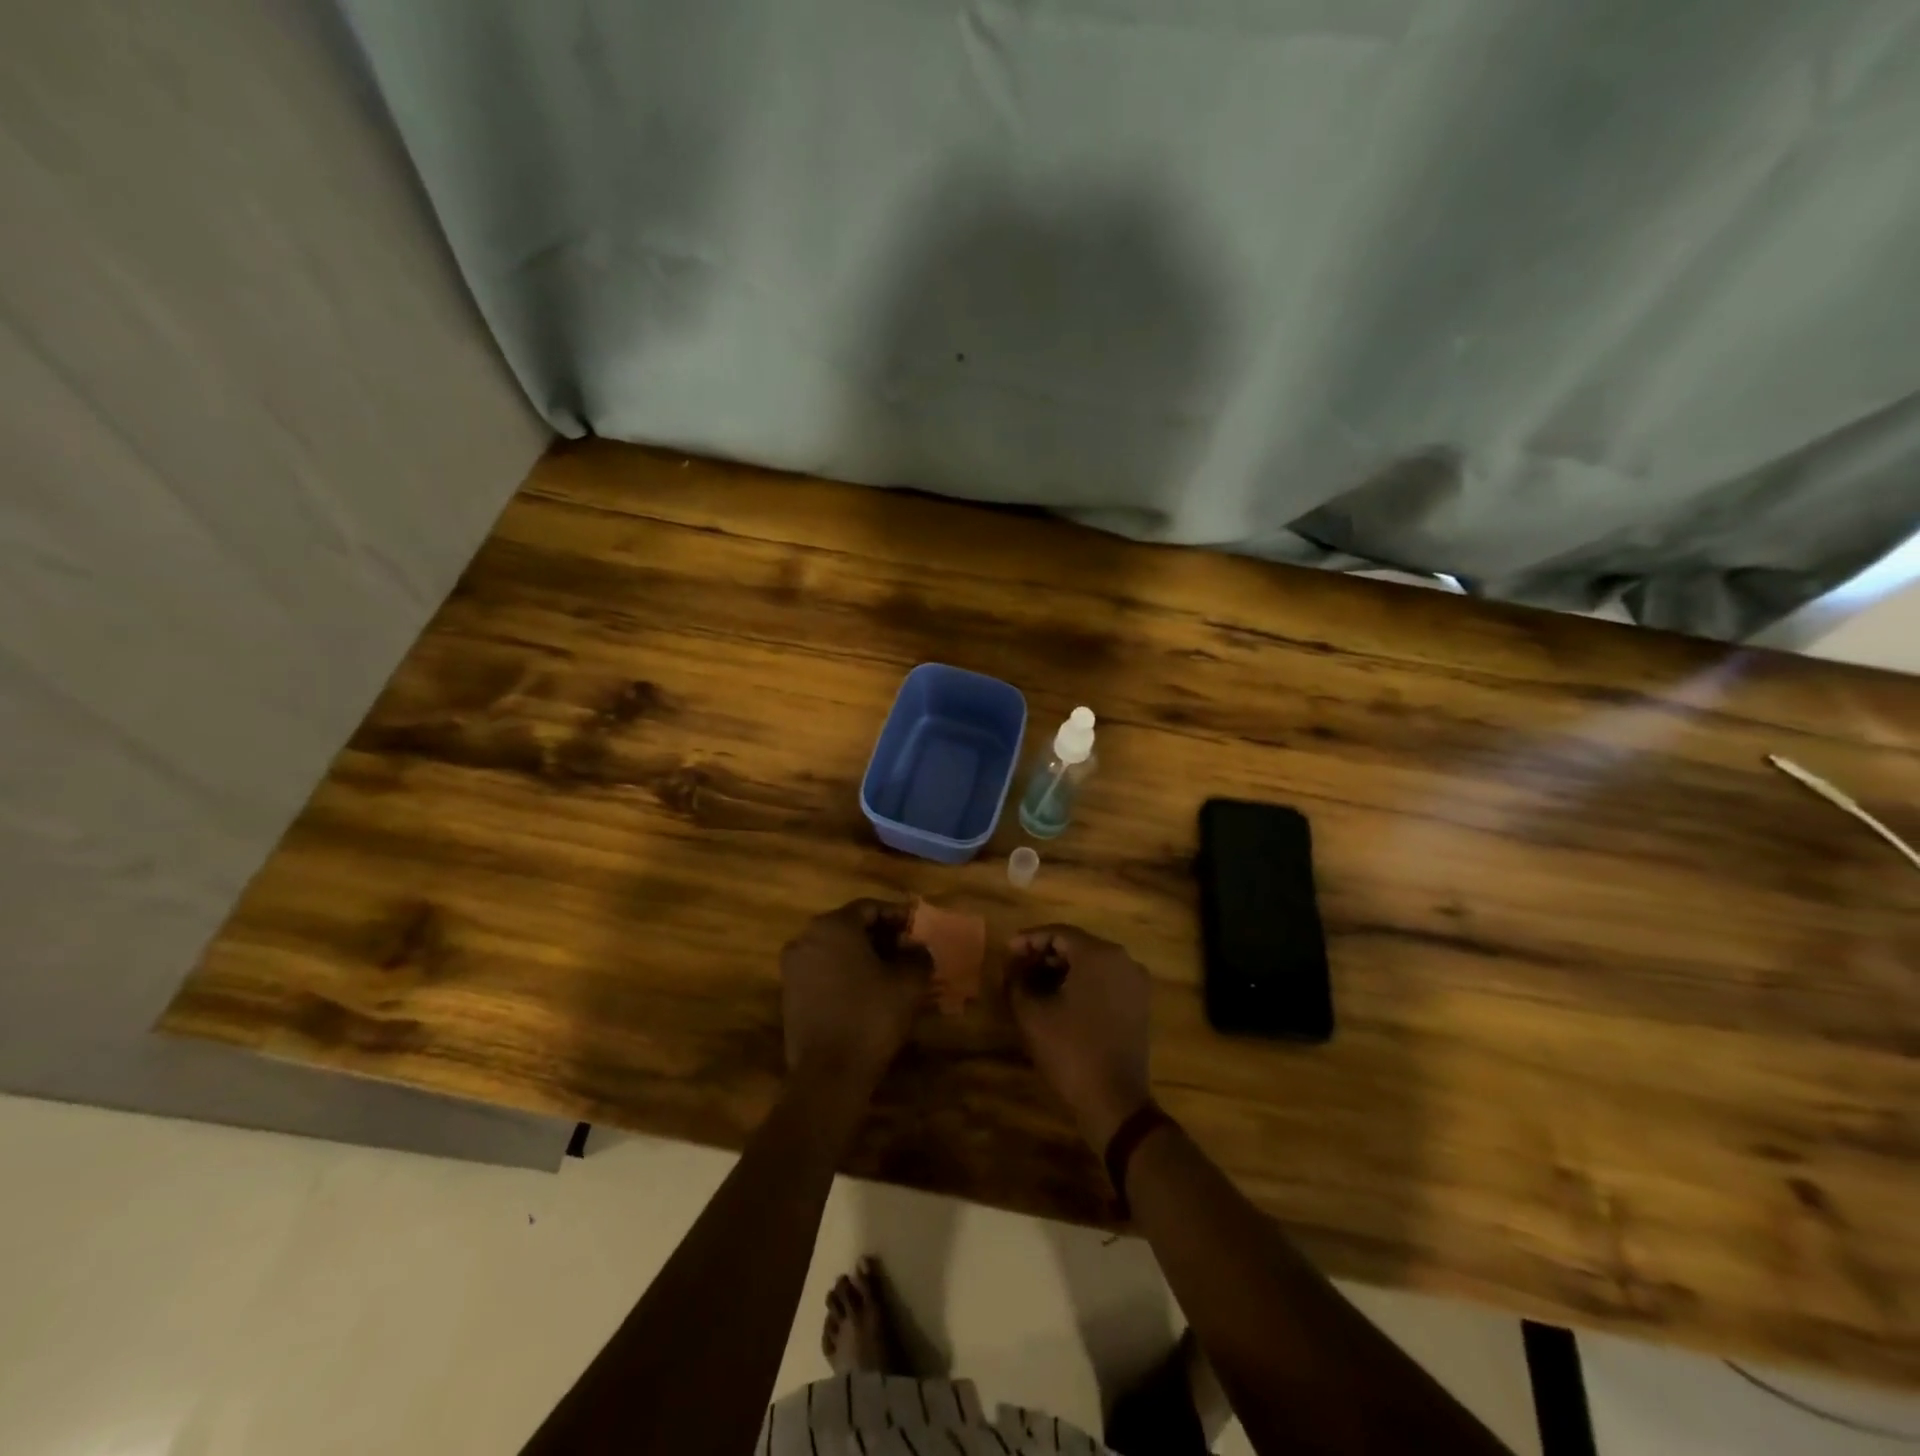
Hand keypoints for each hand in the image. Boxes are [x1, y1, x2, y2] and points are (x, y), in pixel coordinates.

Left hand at [781, 900, 927, 1081]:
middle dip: (881, 936)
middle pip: (850, 926)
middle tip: (907, 950)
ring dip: (863, 955)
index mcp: (833, 926)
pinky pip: (823, 970)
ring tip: (891, 972)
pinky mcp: (789, 993)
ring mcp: (793, 966)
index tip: (918, 930)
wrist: (828, 1074)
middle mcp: (807, 938)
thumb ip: (918, 956)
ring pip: (835, 949)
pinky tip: (867, 991)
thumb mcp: (908, 983)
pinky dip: (845, 973)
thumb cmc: (870, 1017)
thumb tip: (918, 949)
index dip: (898, 916)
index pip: (870, 908)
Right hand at [1004, 924, 1152, 1149]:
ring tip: (1033, 984)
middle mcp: (1123, 960)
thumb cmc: (1071, 1051)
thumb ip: (1017, 980)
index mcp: (1099, 954)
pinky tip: (1058, 999)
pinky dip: (1081, 983)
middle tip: (1017, 968)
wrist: (1115, 1102)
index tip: (1007, 952)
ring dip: (1061, 969)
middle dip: (1044, 954)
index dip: (1029, 940)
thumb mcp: (1032, 1014)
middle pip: (1076, 945)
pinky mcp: (1138, 1004)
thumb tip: (1014, 967)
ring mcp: (1135, 982)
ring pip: (1091, 963)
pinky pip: (1105, 980)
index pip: (1058, 933)